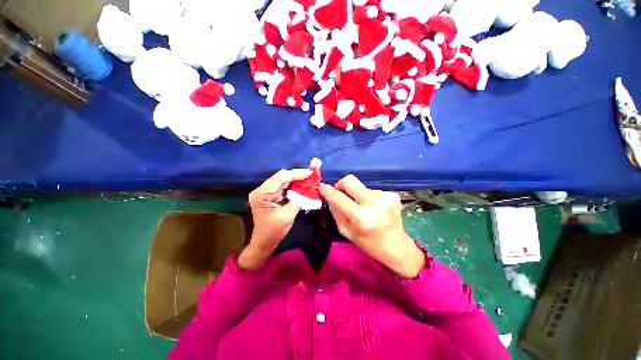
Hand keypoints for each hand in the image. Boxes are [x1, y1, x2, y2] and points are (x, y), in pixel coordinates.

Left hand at [238, 169, 311, 269]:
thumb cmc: (273, 232)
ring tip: (310, 178)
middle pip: (282, 177)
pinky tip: (303, 185)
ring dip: (297, 180)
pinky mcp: (272, 196)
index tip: (310, 172)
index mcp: (262, 194)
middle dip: (298, 175)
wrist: (264, 243)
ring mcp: (267, 192)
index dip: (296, 173)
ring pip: (284, 181)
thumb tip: (308, 190)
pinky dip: (294, 186)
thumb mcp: (287, 216)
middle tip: (312, 175)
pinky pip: (284, 187)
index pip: (280, 178)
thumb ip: (298, 200)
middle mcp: (262, 190)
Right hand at [319, 175, 424, 278]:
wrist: (397, 247)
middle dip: (341, 184)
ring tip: (364, 208)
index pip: (339, 197)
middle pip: (350, 180)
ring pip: (361, 187)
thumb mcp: (346, 231)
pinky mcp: (393, 194)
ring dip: (358, 195)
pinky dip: (369, 198)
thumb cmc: (368, 243)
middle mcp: (373, 203)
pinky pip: (372, 190)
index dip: (328, 190)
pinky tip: (375, 208)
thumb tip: (329, 195)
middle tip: (340, 192)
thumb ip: (336, 211)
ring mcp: (385, 196)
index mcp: (361, 217)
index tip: (322, 186)